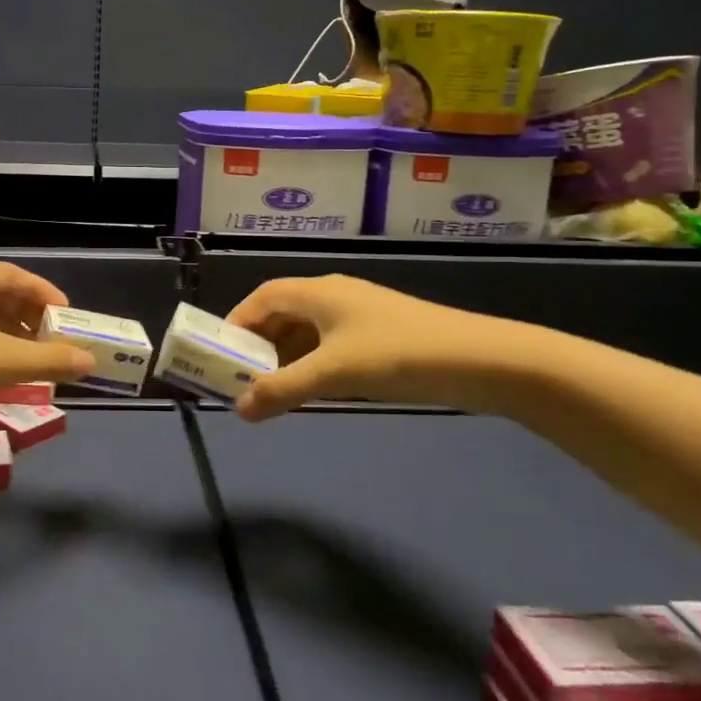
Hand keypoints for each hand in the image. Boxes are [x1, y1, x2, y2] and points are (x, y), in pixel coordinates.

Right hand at [224, 274, 531, 420]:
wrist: (480, 360)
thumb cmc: (398, 355)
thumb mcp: (333, 374)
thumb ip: (282, 390)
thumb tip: (238, 409)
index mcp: (319, 291)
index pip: (264, 296)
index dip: (238, 321)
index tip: (220, 352)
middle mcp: (335, 295)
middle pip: (284, 312)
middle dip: (260, 344)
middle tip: (242, 377)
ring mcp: (361, 315)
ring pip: (309, 331)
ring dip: (286, 357)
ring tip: (272, 389)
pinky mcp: (381, 335)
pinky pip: (332, 344)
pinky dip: (314, 363)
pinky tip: (315, 390)